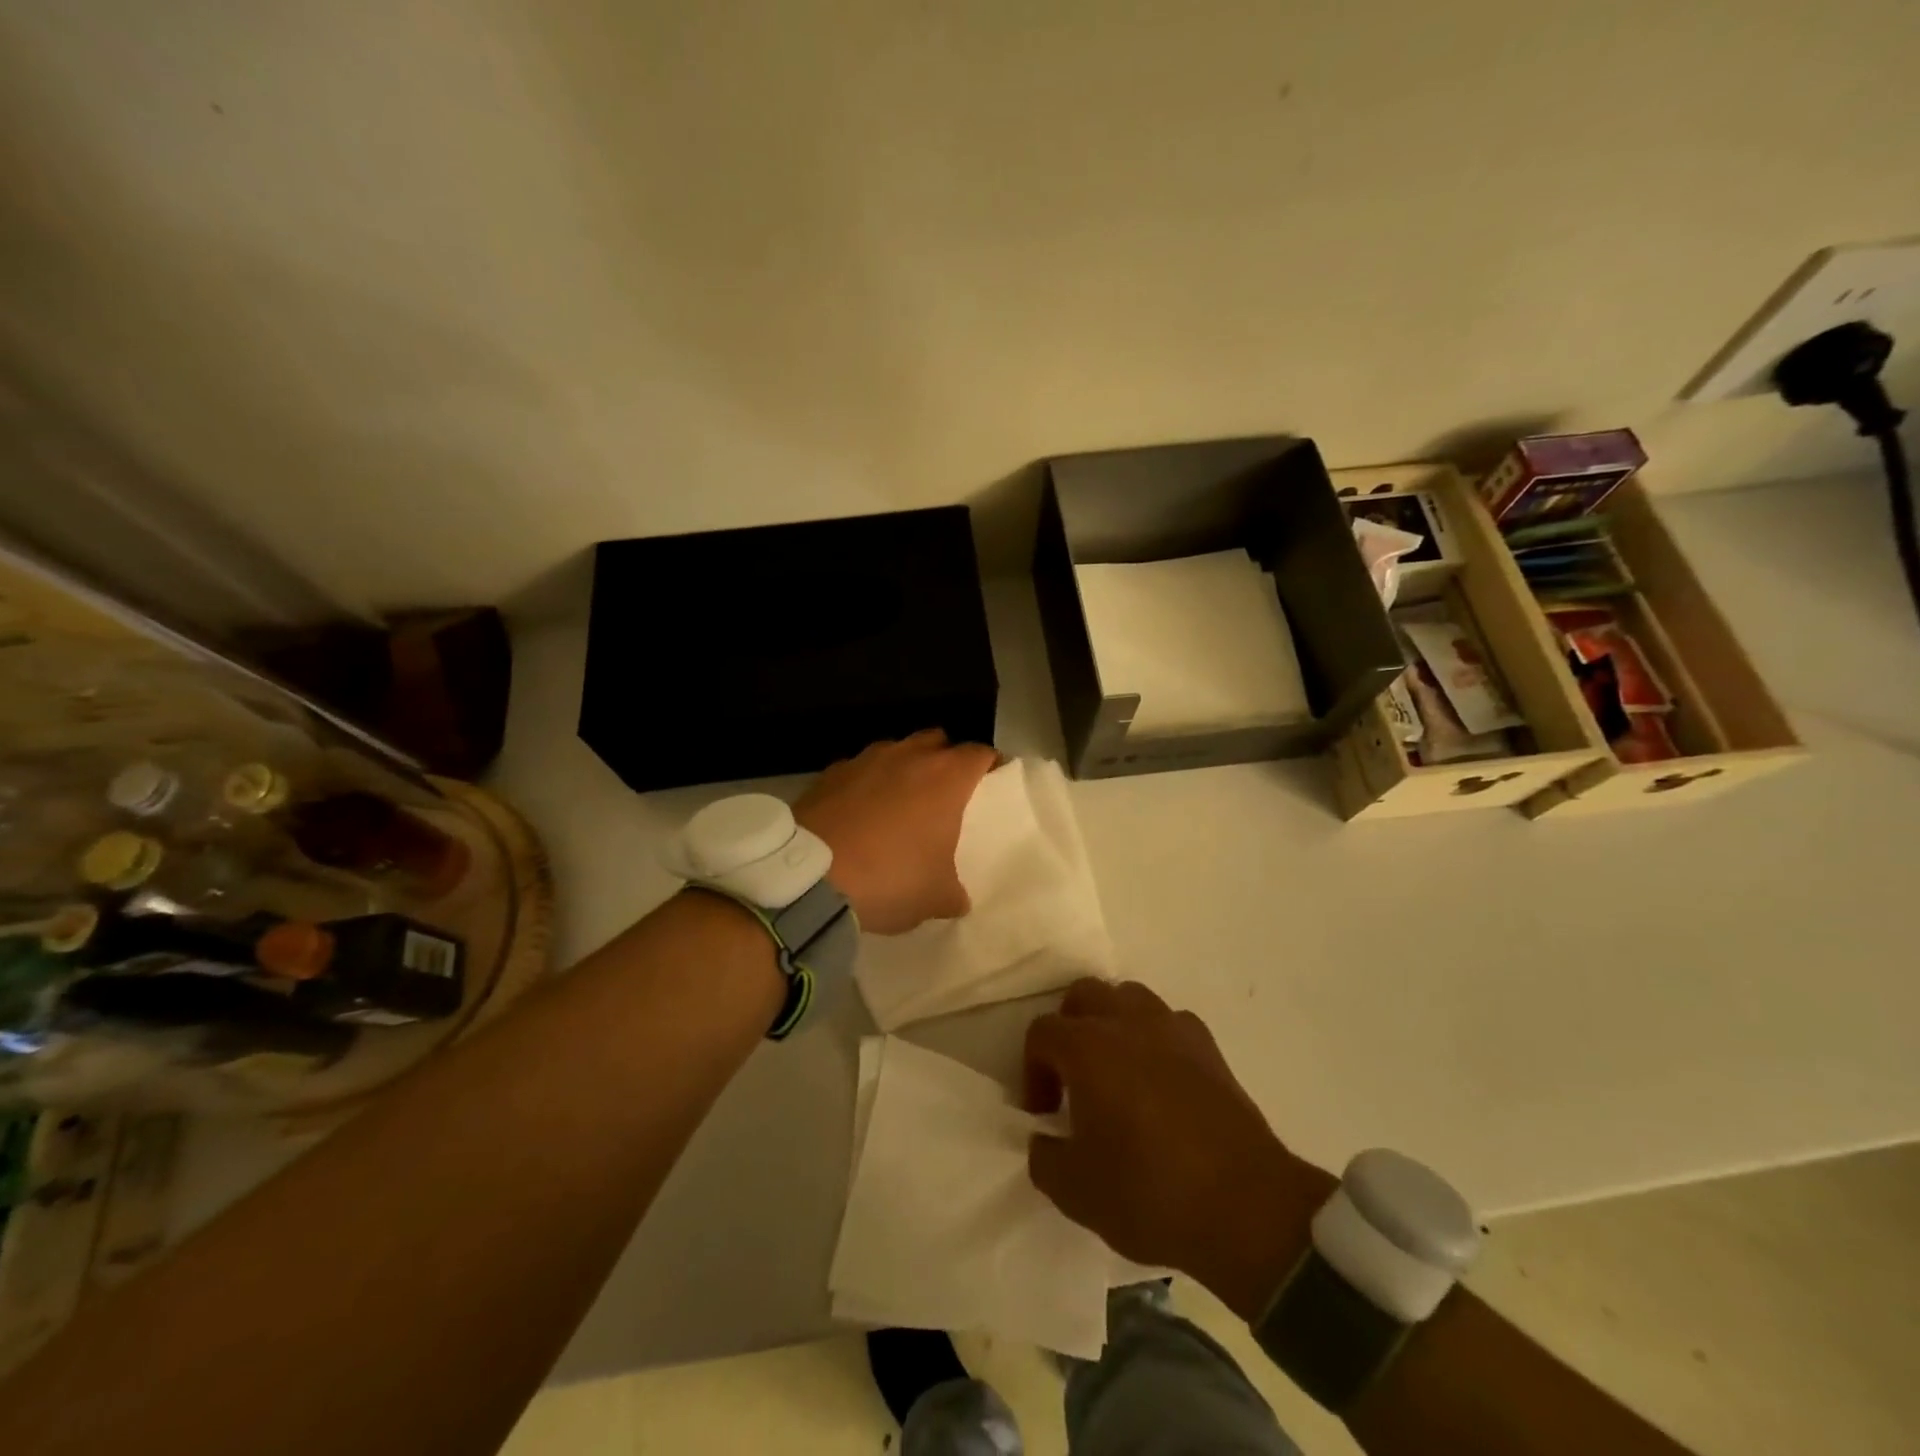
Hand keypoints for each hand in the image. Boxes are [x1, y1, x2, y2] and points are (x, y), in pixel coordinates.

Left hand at [793, 730, 997, 935]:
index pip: (979, 753)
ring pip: (896, 750)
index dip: (989, 764)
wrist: (810, 877)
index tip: (992, 779)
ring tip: (899, 801)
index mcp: (945, 778)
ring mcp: (865, 759)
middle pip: (937, 740)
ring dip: (903, 768)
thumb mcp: (935, 897)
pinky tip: (859, 812)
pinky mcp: (829, 772)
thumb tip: (957, 897)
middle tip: (945, 790)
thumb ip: (954, 891)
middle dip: (945, 758)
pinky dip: (865, 783)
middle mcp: (908, 756)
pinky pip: (859, 769)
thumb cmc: (890, 878)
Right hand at [1025, 979, 1336, 1319]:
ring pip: (1129, 997)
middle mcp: (1128, 1022)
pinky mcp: (1210, 1047)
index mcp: (1088, 1047)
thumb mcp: (1076, 1192)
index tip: (1046, 1113)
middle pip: (1084, 995)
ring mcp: (1174, 1029)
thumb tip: (1047, 1138)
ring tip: (1116, 1072)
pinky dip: (1155, 1039)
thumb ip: (1045, 1157)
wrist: (1248, 1209)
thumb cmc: (1151, 1193)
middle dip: (1068, 1029)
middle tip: (1073, 1078)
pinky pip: (1169, 1023)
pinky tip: (1160, 1082)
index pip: (1042, 1032)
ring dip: (1112, 1024)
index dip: (1032, 1070)